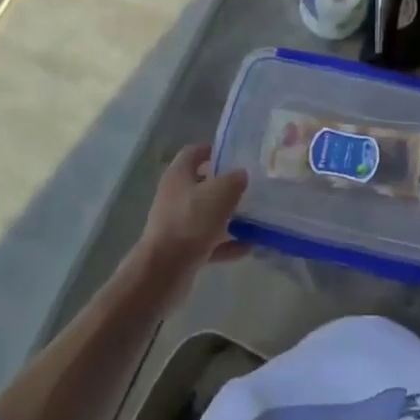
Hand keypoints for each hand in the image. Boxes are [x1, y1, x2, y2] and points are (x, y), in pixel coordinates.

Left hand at [135, 145, 249, 291]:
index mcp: (178, 175)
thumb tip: (241, 174)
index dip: (212, 149)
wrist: (164, 270)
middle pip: (201, 183)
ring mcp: (177, 223)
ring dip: (228, 216)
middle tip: (250, 185)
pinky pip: (208, 241)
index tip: (235, 154)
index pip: (193, 152)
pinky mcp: (182, 248)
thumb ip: (234, 180)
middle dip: (225, 185)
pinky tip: (248, 246)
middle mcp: (175, 196)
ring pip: (206, 214)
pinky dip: (226, 243)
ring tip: (254, 217)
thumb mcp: (220, 194)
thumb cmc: (191, 222)